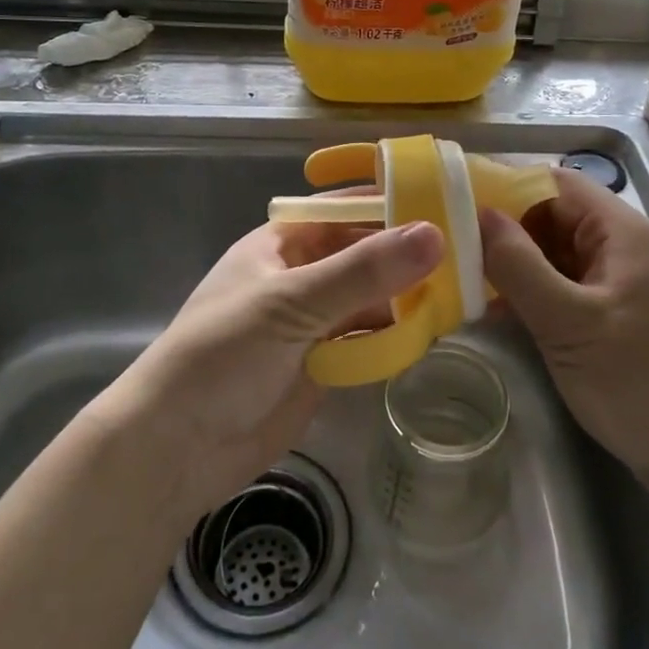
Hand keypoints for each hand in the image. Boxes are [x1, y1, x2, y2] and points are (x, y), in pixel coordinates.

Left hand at [96, 218, 444, 527]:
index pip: (345, 210)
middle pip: (363, 254)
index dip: (391, 202)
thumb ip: (363, 271)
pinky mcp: (322, 363)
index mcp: (281, 243)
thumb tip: (435, 233)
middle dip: (408, 254)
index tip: (447, 200)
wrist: (177, 448)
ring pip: (370, 297)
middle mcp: (300, 275)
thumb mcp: (293, 303)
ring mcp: (312, 321)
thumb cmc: (223, 355)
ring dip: (407, 296)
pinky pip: (367, 338)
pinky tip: (432, 331)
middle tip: (471, 251)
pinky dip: (395, 334)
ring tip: (464, 291)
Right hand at [479, 169, 648, 506]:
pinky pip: (572, 285)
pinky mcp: (624, 313)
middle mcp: (628, 246)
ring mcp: (627, 281)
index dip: (505, 187)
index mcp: (624, 232)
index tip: (456, 205)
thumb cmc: (638, 384)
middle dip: (506, 229)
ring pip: (561, 253)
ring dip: (519, 263)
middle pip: (556, 216)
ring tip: (466, 278)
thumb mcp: (567, 323)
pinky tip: (502, 311)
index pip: (555, 183)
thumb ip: (518, 265)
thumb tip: (476, 213)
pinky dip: (538, 291)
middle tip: (453, 249)